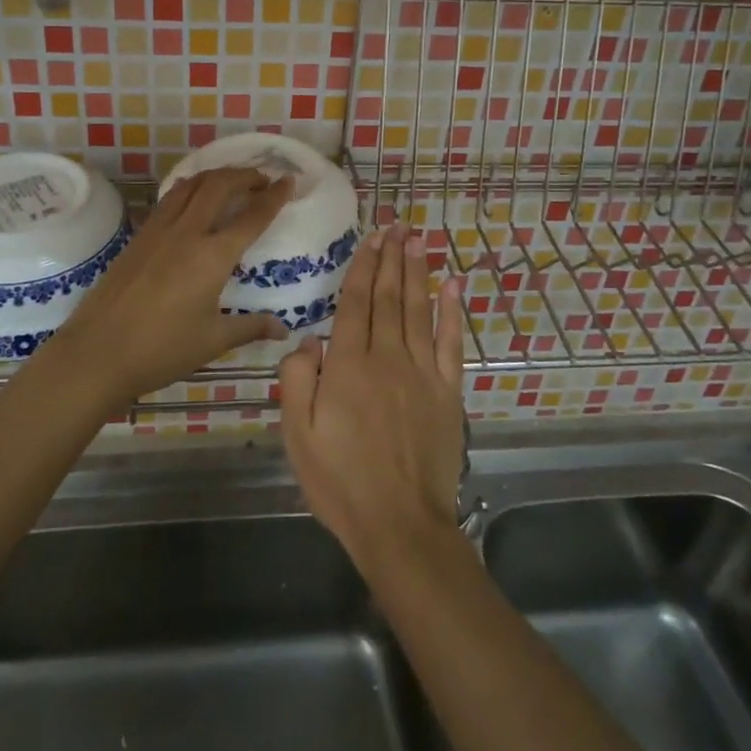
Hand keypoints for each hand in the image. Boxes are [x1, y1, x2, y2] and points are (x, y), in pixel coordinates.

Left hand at [51, 167, 293, 403]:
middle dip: (245, 175)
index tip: (289, 181)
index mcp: (213, 256)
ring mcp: (158, 230)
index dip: (274, 196)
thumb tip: (283, 329)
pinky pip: (170, 199)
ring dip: (216, 175)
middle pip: (220, 185)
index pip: (252, 216)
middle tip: (263, 179)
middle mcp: (187, 233)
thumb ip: (250, 327)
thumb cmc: (161, 350)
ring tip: (231, 181)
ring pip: (191, 185)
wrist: (97, 353)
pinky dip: (190, 188)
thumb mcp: (212, 341)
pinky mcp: (138, 237)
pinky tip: (192, 198)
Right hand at [278, 225, 465, 575]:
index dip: (363, 268)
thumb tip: (306, 339)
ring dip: (417, 273)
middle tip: (397, 226)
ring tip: (417, 241)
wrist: (400, 524)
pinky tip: (453, 287)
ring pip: (418, 311)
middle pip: (389, 298)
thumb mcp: (297, 435)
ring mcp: (422, 373)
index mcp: (348, 366)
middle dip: (391, 260)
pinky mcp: (448, 392)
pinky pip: (451, 343)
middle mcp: (387, 358)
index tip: (370, 239)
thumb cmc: (340, 481)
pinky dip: (452, 312)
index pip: (356, 304)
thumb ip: (297, 381)